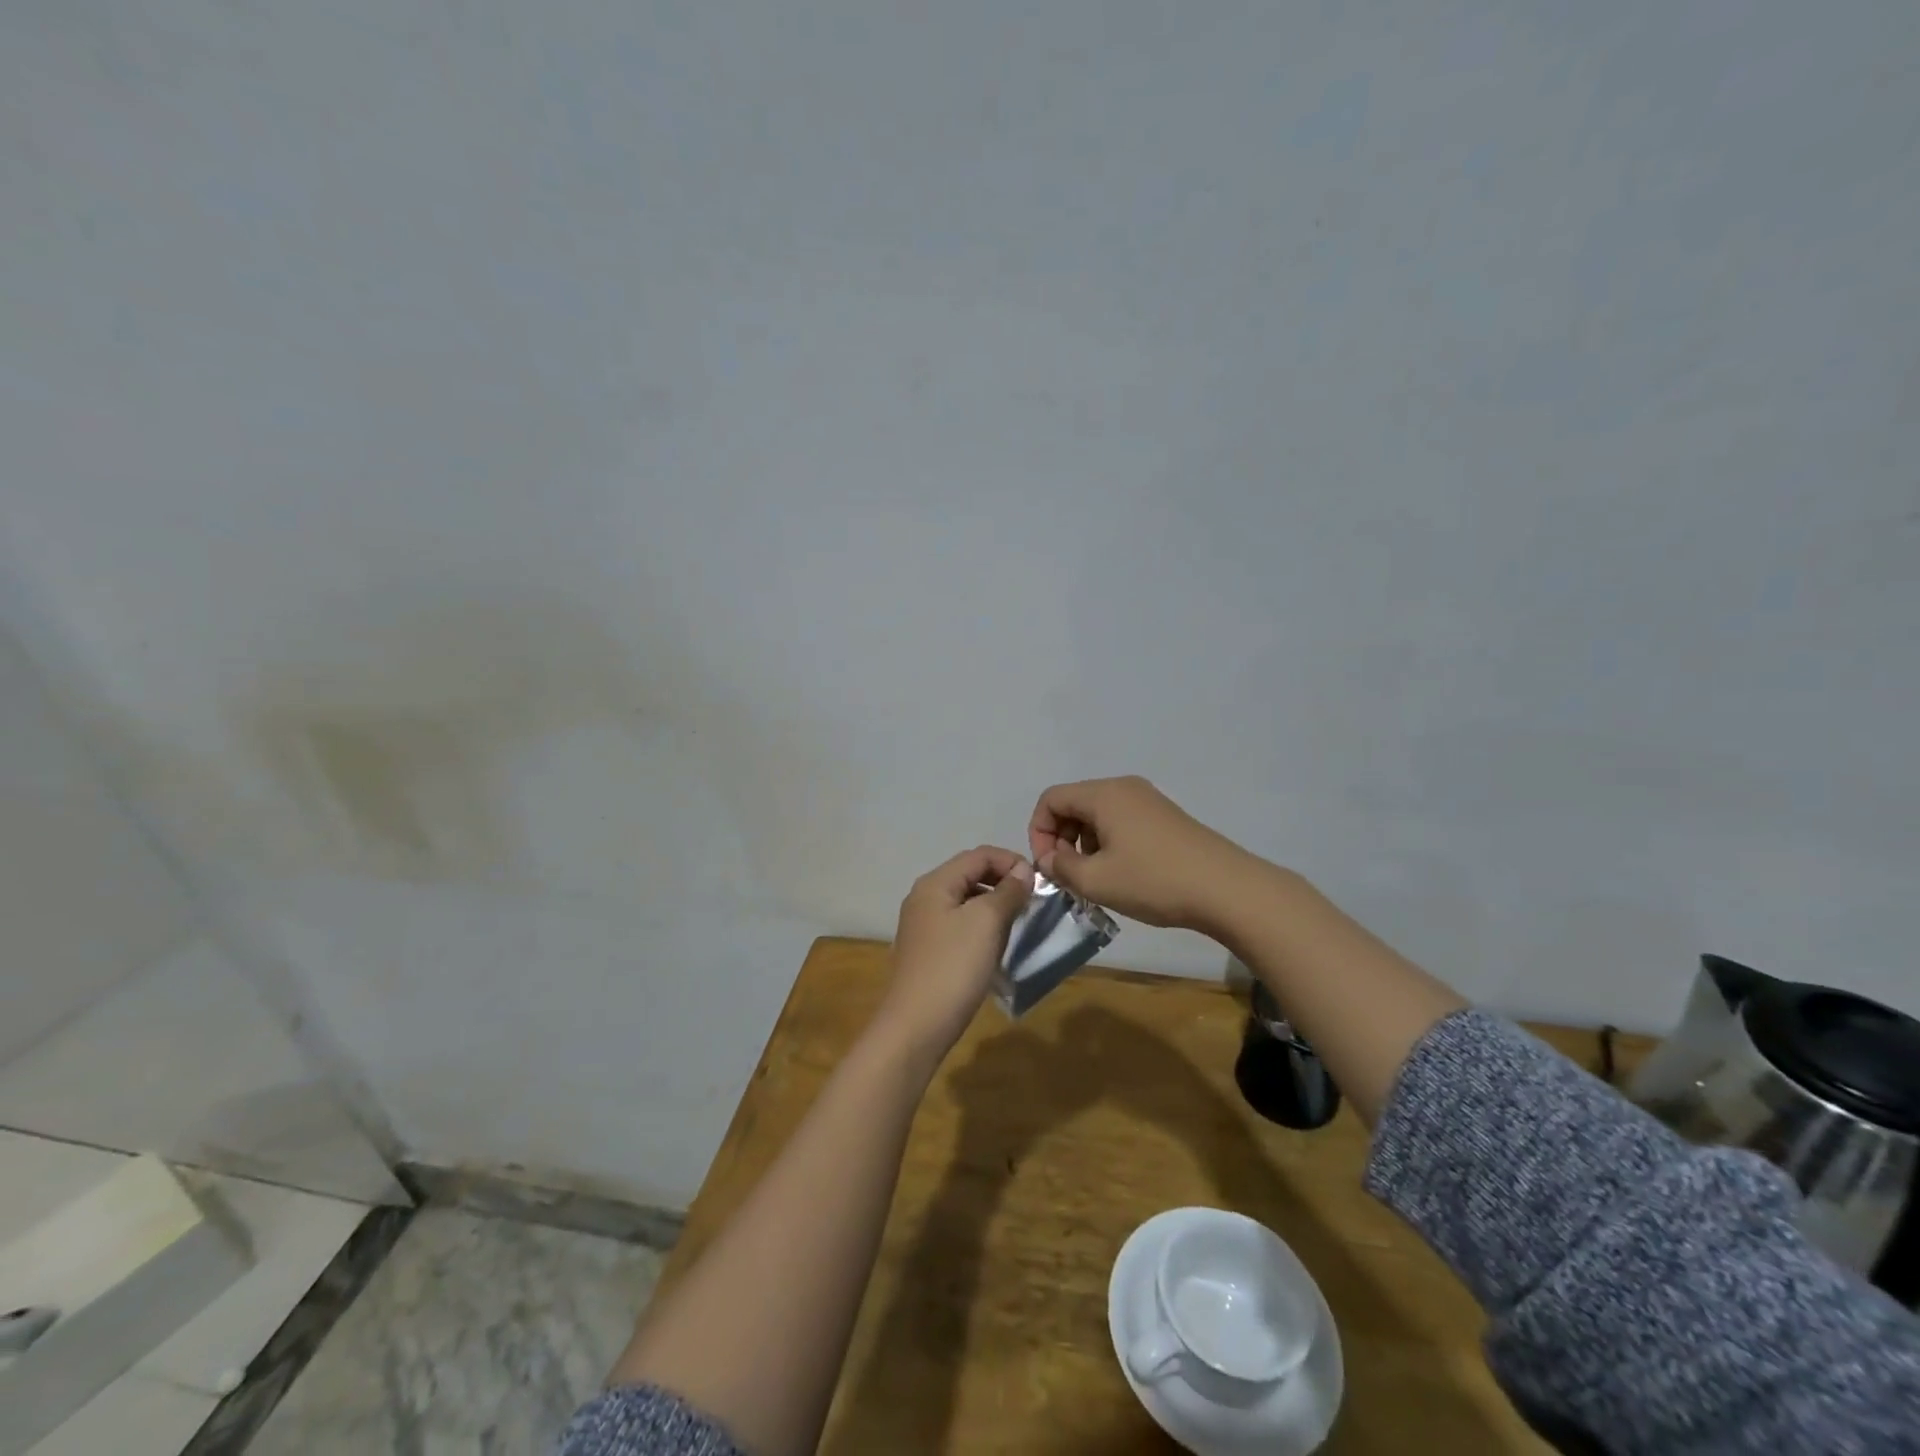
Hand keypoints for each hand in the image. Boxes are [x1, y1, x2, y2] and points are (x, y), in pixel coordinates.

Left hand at [873, 846, 1033, 1063]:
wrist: (916, 1027)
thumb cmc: (953, 967)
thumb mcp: (986, 922)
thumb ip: (1007, 891)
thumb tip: (1023, 870)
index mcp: (935, 883)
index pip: (978, 855)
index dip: (1011, 861)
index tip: (1039, 882)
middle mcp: (924, 897)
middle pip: (970, 874)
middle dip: (1003, 882)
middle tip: (1032, 901)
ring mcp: (923, 925)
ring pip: (966, 901)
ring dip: (994, 904)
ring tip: (1019, 922)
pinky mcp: (927, 950)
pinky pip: (959, 924)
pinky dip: (981, 925)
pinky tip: (996, 945)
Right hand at [1027, 776, 1255, 932]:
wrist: (1226, 889)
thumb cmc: (1154, 881)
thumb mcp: (1096, 880)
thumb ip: (1060, 867)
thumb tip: (1049, 858)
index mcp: (1103, 794)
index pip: (1051, 799)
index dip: (1038, 832)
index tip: (1048, 866)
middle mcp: (1124, 788)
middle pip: (1074, 804)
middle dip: (1061, 838)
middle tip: (1069, 875)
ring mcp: (1148, 800)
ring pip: (1097, 815)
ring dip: (1085, 844)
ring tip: (1096, 879)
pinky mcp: (1164, 817)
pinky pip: (1121, 821)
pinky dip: (1108, 843)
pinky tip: (1123, 874)